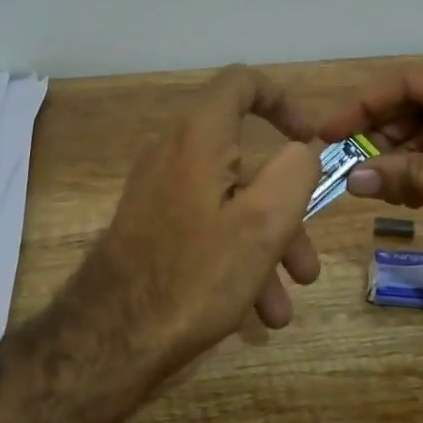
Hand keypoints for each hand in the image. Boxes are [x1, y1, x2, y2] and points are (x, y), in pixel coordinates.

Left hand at [68, 65, 323, 386]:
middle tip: (307, 264)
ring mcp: (159, 195)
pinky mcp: (152, 230)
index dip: (284, 100)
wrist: (110, 338)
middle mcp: (174, 155)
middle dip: (287, 212)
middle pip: (246, 163)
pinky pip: (207, 230)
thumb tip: (300, 152)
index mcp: (199, 137)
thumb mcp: (264, 223)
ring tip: (283, 309)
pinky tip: (255, 314)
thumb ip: (295, 172)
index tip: (312, 139)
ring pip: (231, 205)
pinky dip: (237, 259)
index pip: (242, 83)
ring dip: (266, 250)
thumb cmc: (196, 275)